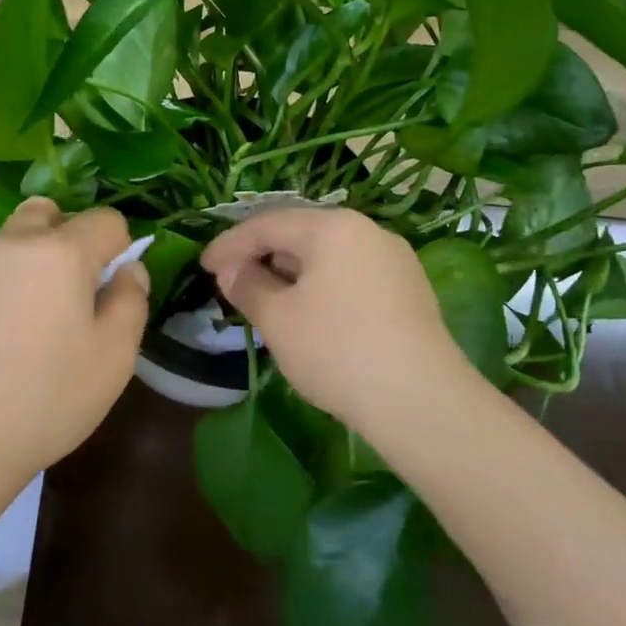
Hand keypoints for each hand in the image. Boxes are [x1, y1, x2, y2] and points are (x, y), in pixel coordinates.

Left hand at [0, 199, 148, 485]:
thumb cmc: (47, 398)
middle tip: (74, 289)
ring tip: (32, 325)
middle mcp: (12, 246)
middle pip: (47, 212)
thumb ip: (131, 300)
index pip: (106, 219)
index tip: (114, 288)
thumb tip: (128, 269)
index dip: (120, 247)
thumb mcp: (115, 356)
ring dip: (30, 264)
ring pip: (11, 244)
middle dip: (68, 235)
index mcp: (61, 251)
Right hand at [201, 208, 467, 432]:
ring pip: (328, 255)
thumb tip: (231, 270)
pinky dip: (321, 286)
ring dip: (291, 272)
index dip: (229, 244)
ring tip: (266, 298)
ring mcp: (394, 259)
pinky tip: (309, 313)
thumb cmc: (337, 350)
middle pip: (300, 234)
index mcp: (332, 227)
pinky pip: (351, 274)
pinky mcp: (409, 289)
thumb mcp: (278, 319)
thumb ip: (248, 286)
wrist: (422, 401)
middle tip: (232, 281)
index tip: (203, 266)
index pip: (268, 224)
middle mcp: (367, 230)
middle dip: (262, 256)